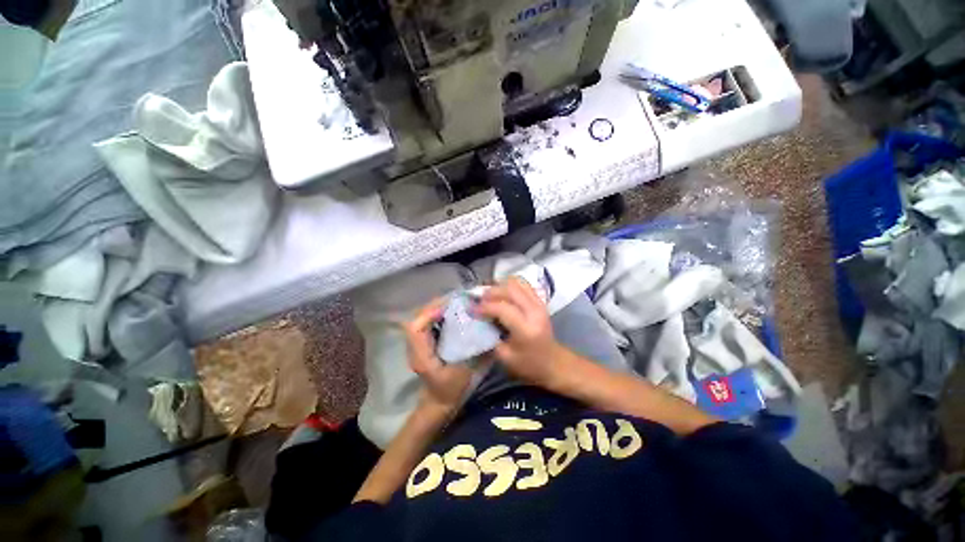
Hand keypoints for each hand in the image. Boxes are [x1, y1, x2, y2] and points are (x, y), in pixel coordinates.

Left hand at [404, 299, 473, 413]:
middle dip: (435, 306)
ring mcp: (418, 344)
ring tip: (455, 303)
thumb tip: (491, 333)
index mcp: (422, 357)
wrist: (438, 402)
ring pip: (421, 318)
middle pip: (417, 318)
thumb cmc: (451, 391)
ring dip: (436, 307)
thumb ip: (477, 355)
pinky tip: (452, 312)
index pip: (415, 329)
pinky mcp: (424, 341)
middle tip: (457, 300)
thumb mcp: (466, 374)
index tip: (449, 308)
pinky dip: (437, 313)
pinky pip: (427, 321)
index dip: (429, 314)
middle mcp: (415, 348)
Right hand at [474, 278, 563, 387]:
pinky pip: (523, 285)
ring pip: (517, 283)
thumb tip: (478, 320)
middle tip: (479, 300)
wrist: (553, 362)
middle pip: (510, 290)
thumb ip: (490, 337)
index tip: (472, 309)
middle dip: (491, 292)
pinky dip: (510, 286)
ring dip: (501, 286)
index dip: (485, 307)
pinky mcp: (540, 300)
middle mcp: (534, 311)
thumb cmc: (528, 364)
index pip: (502, 308)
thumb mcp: (505, 357)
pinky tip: (502, 294)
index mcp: (525, 328)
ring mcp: (539, 303)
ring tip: (490, 296)